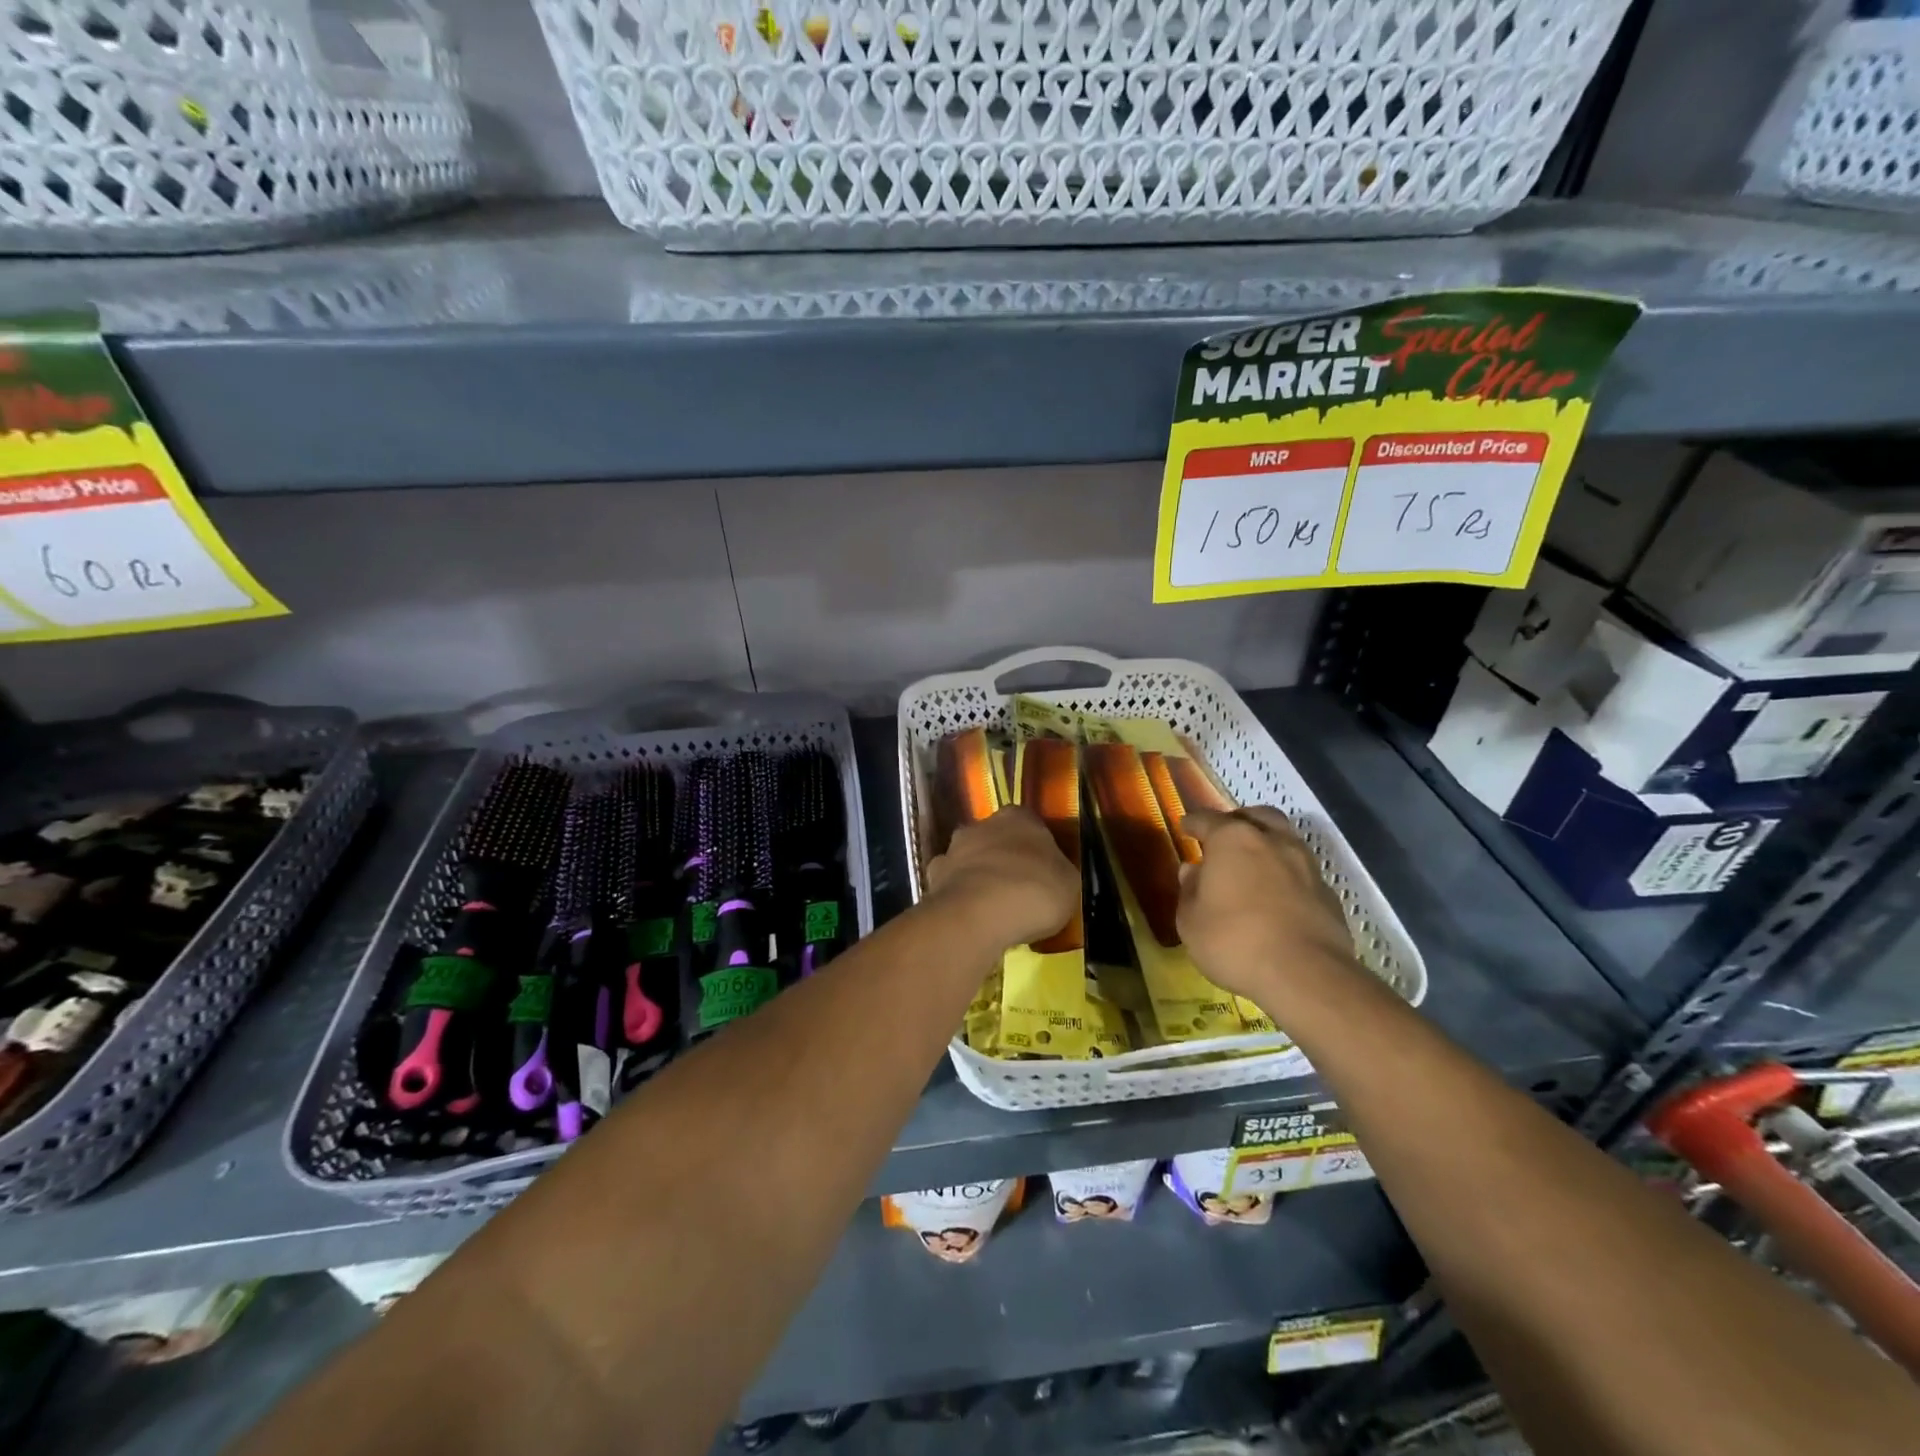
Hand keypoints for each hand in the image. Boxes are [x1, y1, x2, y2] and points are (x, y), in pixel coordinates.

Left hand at [924, 806, 1078, 952]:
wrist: (978, 914)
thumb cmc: (1034, 890)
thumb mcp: (1068, 882)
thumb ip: (1058, 871)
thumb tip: (1052, 873)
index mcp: (1019, 817)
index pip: (1030, 825)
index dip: (1037, 849)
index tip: (1044, 872)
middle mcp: (981, 824)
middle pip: (996, 839)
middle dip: (1004, 859)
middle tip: (1019, 890)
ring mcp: (953, 850)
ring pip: (970, 860)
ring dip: (979, 877)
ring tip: (993, 910)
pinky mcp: (933, 877)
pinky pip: (951, 886)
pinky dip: (960, 898)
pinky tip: (971, 919)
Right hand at [1176, 808, 1357, 1003]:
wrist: (1306, 975)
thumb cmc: (1234, 941)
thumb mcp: (1191, 921)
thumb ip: (1189, 891)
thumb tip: (1193, 871)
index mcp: (1232, 839)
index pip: (1207, 820)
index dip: (1193, 823)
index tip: (1184, 826)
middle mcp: (1272, 841)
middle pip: (1256, 816)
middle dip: (1238, 820)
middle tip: (1224, 836)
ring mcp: (1305, 865)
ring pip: (1285, 839)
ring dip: (1268, 844)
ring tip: (1253, 864)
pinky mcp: (1327, 893)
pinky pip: (1301, 871)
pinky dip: (1286, 874)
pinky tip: (1277, 895)